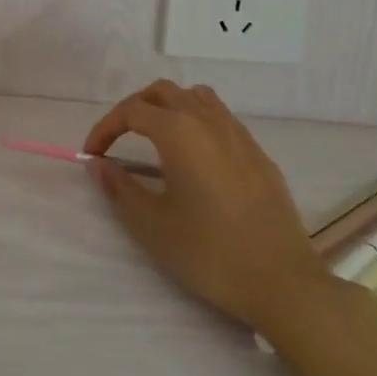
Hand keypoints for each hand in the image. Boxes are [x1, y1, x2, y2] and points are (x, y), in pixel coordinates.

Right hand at [85, 80, 337, 336]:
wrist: (284, 283)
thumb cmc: (210, 252)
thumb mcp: (152, 225)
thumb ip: (120, 188)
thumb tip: (98, 164)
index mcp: (179, 131)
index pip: (131, 111)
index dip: (105, 129)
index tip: (92, 155)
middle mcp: (208, 120)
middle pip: (163, 92)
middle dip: (134, 109)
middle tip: (118, 139)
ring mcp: (239, 134)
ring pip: (196, 98)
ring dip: (169, 107)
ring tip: (155, 138)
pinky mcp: (259, 154)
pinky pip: (221, 119)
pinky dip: (197, 122)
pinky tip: (195, 158)